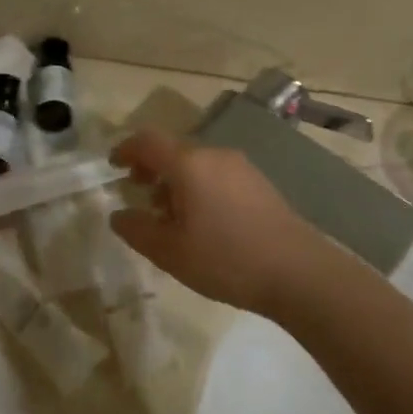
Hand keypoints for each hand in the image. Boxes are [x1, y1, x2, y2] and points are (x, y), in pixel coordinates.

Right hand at [108, 130, 325, 315]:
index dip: (126, 149)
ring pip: (196, 163)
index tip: (113, 166)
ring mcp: (241, 167)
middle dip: (151, 168)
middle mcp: (215, 155)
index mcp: (189, 164)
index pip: (148, 141)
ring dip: (175, 181)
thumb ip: (137, 230)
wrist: (299, 273)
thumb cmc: (226, 259)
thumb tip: (119, 215)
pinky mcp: (259, 183)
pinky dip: (198, 187)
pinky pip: (217, 174)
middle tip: (139, 194)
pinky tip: (202, 222)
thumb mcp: (170, 252)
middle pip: (173, 150)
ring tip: (170, 217)